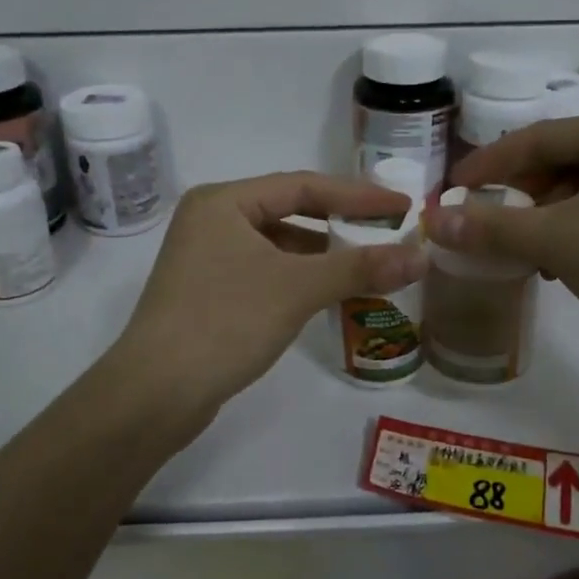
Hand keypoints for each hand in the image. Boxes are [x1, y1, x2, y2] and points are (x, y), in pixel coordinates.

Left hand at [116, 172, 426, 414]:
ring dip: (322, 256)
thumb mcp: (297, 288)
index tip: (403, 206)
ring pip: (278, 246)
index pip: (303, 186)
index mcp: (224, 202)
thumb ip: (360, 268)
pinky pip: (266, 273)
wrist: (156, 392)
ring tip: (369, 266)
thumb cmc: (225, 322)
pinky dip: (300, 280)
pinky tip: (328, 295)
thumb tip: (422, 256)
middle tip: (389, 233)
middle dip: (341, 225)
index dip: (358, 196)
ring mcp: (206, 259)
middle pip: (290, 212)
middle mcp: (212, 221)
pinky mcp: (208, 293)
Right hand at [427, 109, 578, 382]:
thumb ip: (493, 229)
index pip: (535, 138)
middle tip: (480, 227)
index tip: (447, 192)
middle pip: (560, 164)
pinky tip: (563, 268)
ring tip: (518, 254)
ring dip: (545, 222)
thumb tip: (430, 220)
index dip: (485, 166)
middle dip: (517, 199)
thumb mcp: (562, 242)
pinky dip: (577, 237)